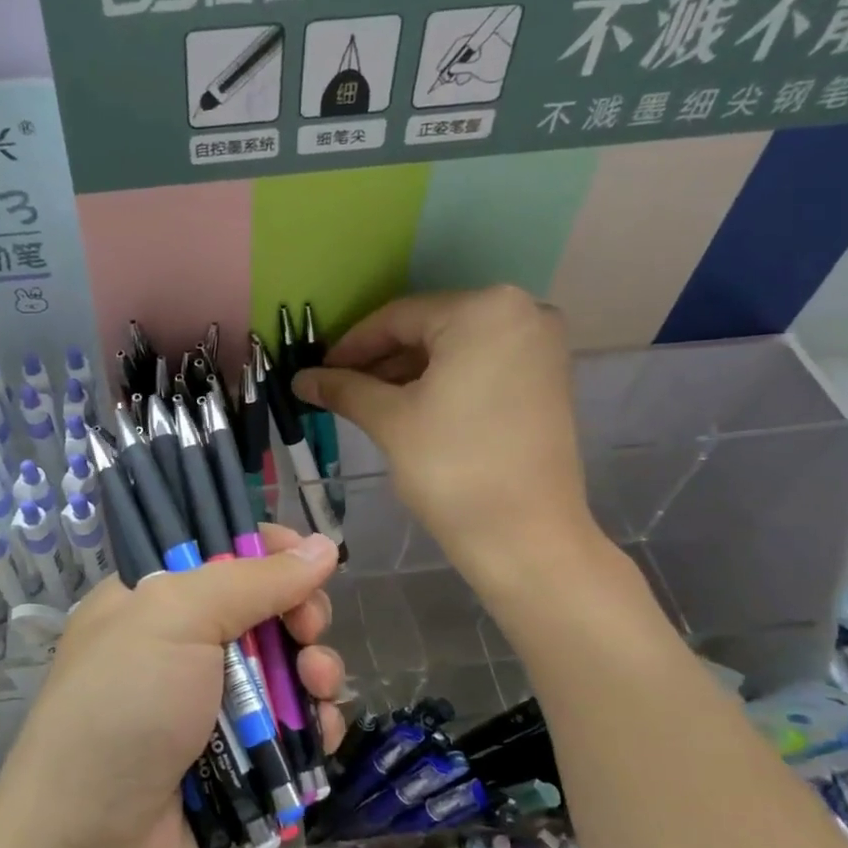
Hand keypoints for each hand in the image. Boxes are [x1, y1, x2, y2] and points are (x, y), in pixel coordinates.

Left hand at [0, 525, 347, 847]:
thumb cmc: (124, 710)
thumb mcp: (176, 620)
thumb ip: (253, 580)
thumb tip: (323, 546)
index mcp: (149, 601)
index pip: (218, 553)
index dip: (269, 551)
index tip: (308, 560)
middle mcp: (179, 648)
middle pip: (263, 611)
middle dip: (300, 616)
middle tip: (309, 631)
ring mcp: (209, 708)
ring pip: (286, 671)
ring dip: (315, 673)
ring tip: (319, 687)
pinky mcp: (237, 762)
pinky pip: (291, 730)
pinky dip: (313, 727)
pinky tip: (320, 734)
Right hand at [293, 287, 596, 560]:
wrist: (525, 537)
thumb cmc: (453, 467)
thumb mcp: (390, 420)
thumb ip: (344, 388)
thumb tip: (301, 378)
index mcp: (484, 310)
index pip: (399, 317)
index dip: (351, 345)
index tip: (317, 371)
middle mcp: (522, 312)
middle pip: (429, 328)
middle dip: (380, 360)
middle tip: (338, 388)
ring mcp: (540, 346)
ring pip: (455, 348)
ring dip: (408, 372)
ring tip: (365, 401)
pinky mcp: (547, 379)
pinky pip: (480, 366)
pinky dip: (442, 381)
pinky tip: (407, 406)